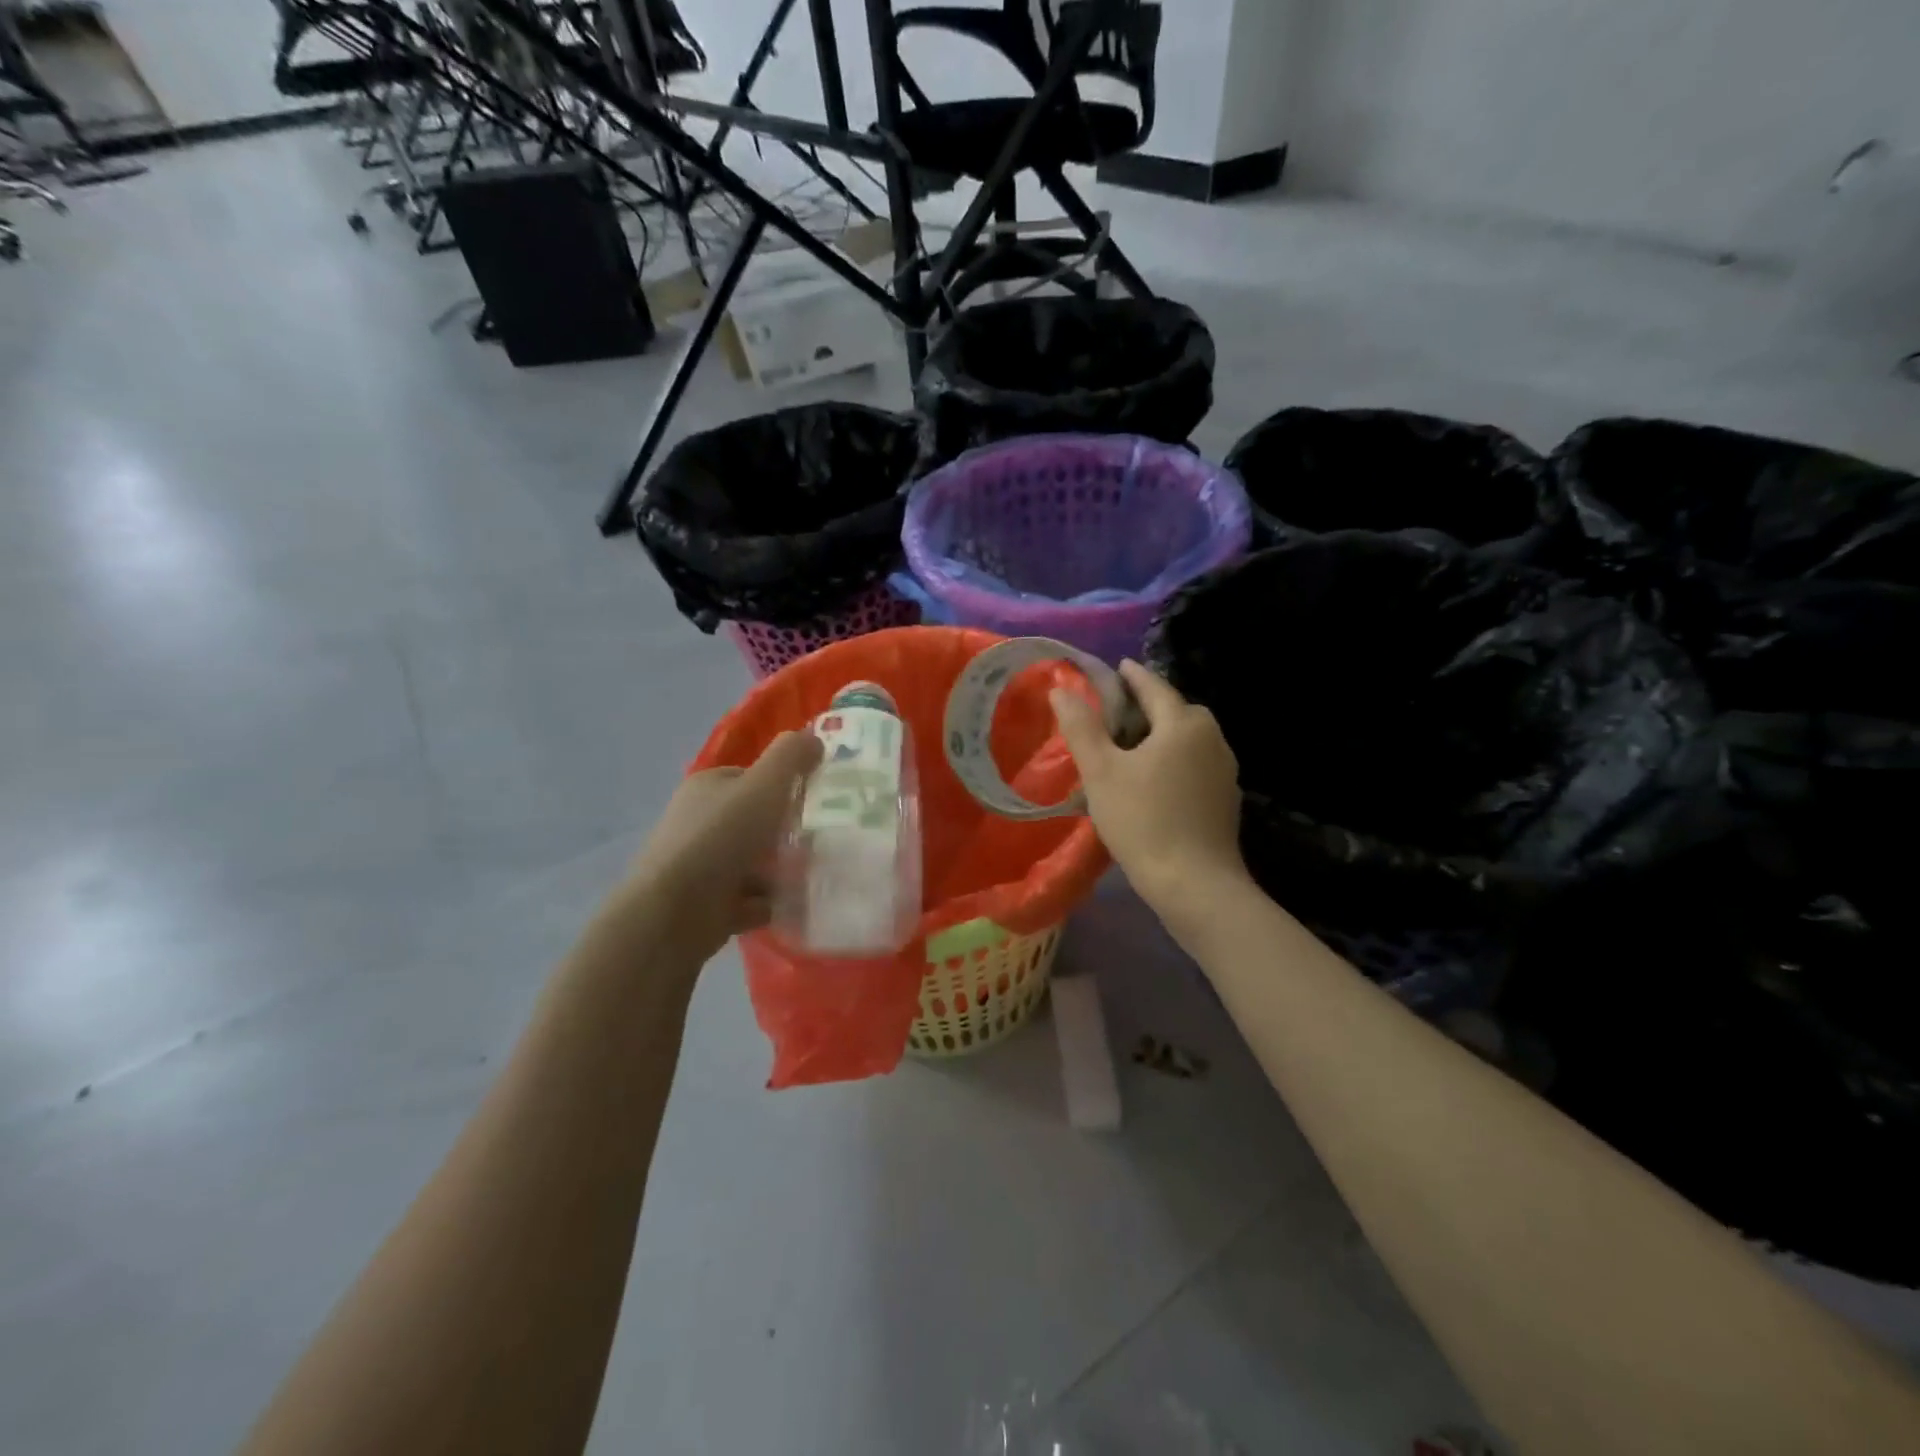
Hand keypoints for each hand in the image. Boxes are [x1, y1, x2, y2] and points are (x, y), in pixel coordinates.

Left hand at [623, 730, 823, 960]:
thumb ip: (790, 756)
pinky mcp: (706, 905)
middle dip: (786, 832)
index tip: (814, 801)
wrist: (674, 913)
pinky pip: (749, 899)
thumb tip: (813, 737)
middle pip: (754, 821)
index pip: (750, 778)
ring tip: (815, 875)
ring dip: (782, 870)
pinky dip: (771, 902)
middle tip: (820, 841)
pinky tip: (796, 906)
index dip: (782, 785)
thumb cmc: (721, 838)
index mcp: (707, 787)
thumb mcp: (764, 785)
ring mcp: (700, 866)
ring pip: (753, 862)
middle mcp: (699, 822)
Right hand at [1050, 661, 1248, 909]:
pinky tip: (1154, 783)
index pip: (1154, 686)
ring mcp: (1224, 770)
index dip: (1132, 676)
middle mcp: (1212, 738)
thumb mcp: (1101, 771)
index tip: (1117, 667)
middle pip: (1176, 711)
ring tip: (1130, 749)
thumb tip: (1061, 689)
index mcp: (1184, 723)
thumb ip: (1080, 727)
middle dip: (1148, 707)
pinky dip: (1174, 762)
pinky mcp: (1225, 799)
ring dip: (1161, 737)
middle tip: (1115, 714)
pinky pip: (1195, 765)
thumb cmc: (1143, 820)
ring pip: (1187, 740)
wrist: (1195, 884)